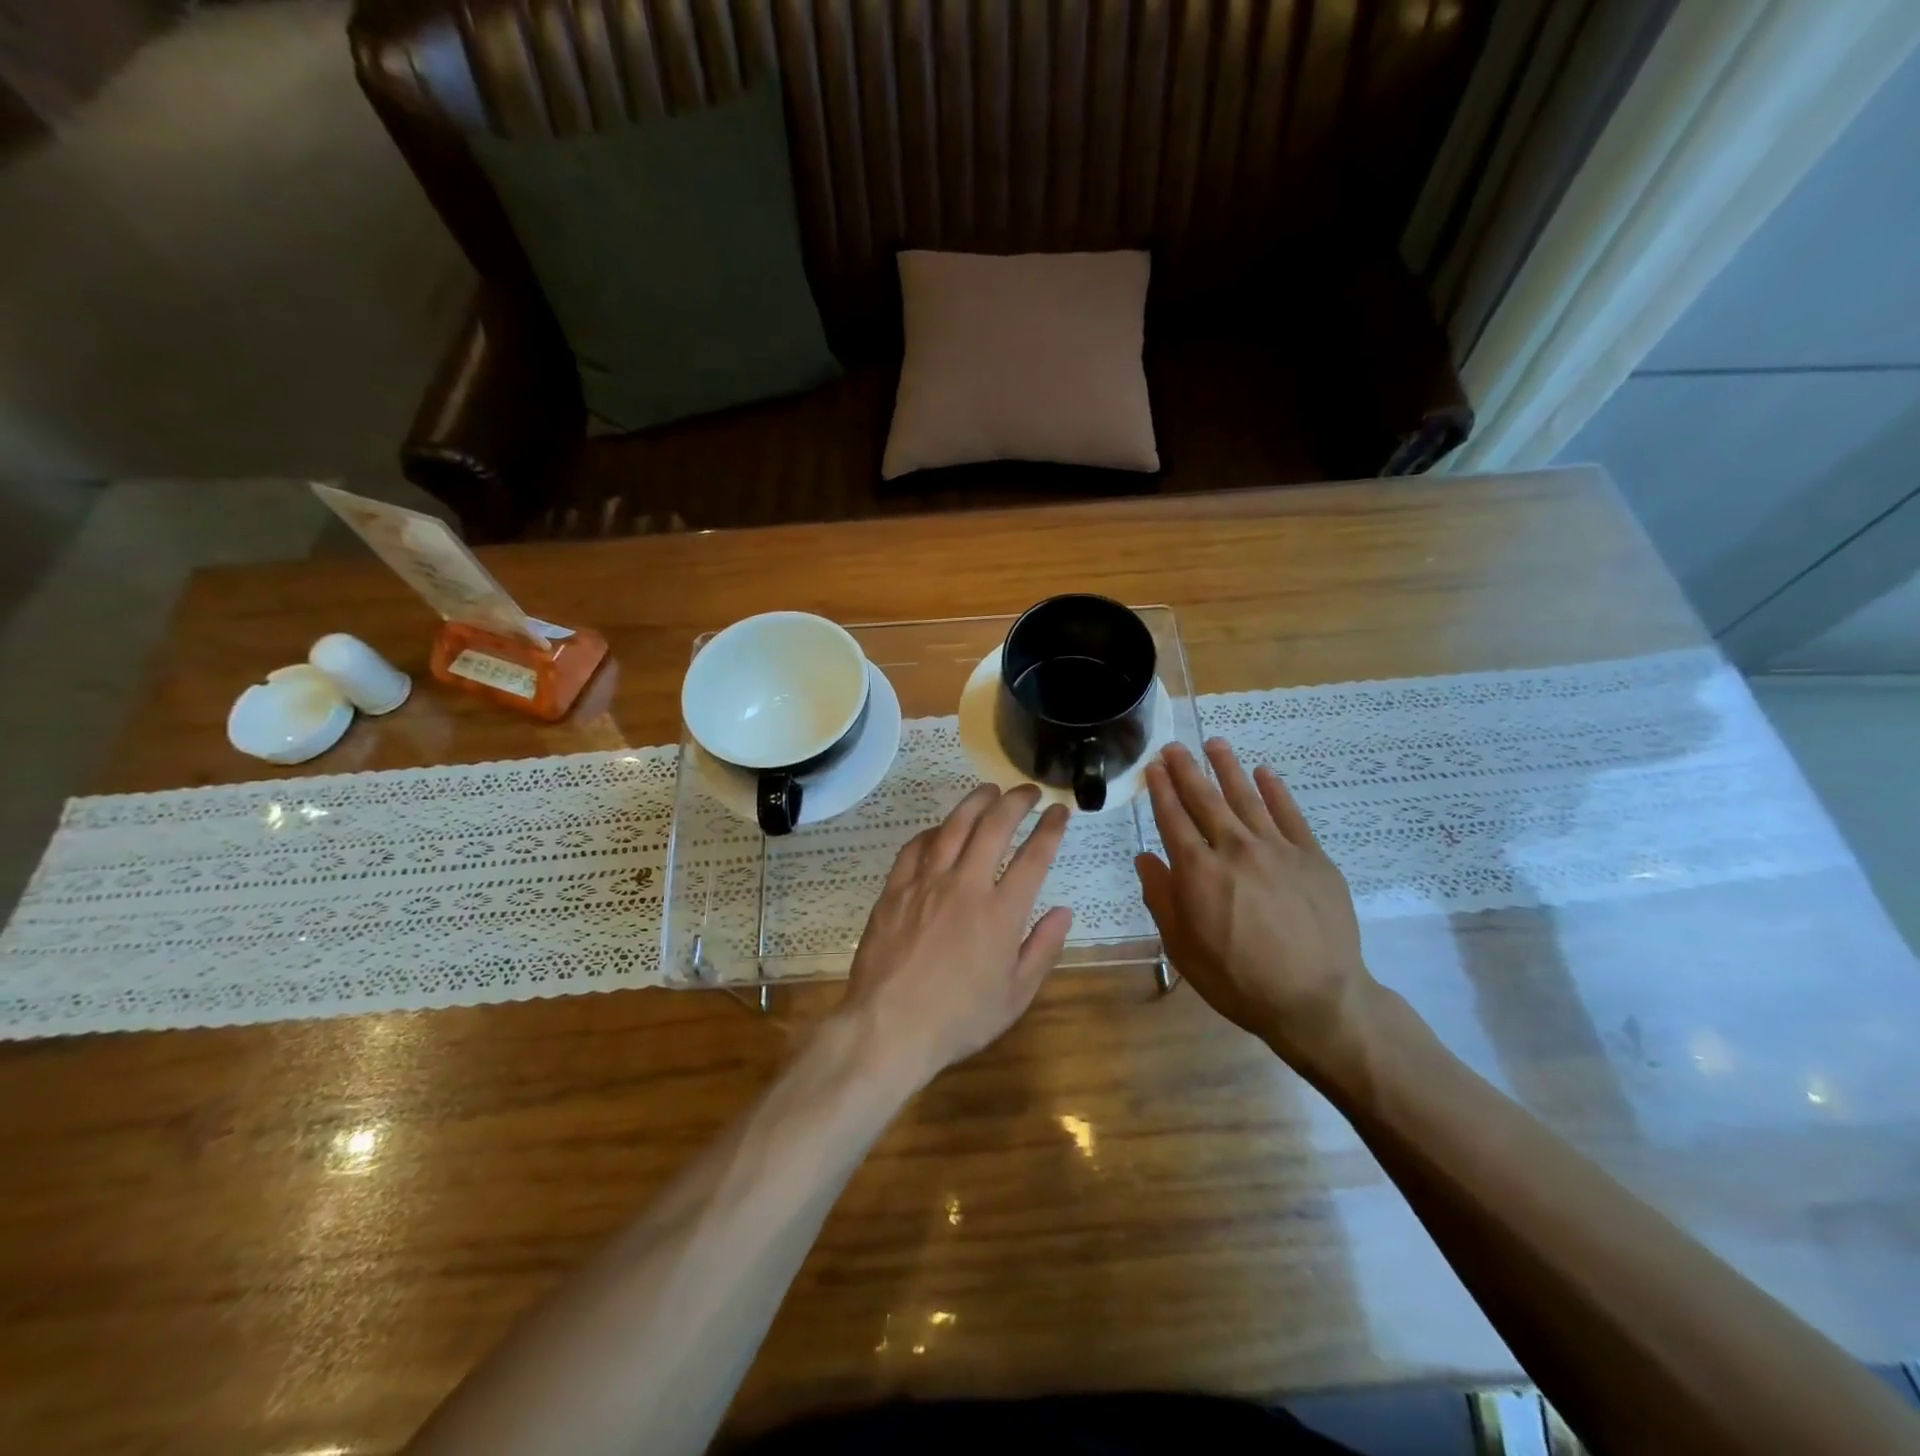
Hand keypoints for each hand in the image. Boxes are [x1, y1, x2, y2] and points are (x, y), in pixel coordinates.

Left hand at [839, 784, 1073, 1085]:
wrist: (888, 1027)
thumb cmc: (959, 1019)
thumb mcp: (1015, 995)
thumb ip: (1042, 949)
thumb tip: (1063, 911)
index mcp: (1001, 913)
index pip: (1034, 856)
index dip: (1050, 828)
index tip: (1059, 810)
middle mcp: (966, 886)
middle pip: (994, 826)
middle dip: (1016, 802)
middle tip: (1028, 791)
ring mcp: (926, 883)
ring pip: (953, 826)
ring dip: (975, 802)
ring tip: (989, 791)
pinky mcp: (896, 889)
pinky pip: (915, 847)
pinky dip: (933, 831)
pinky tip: (940, 829)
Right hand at [1136, 740, 1377, 1076]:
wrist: (1317, 999)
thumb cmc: (1238, 980)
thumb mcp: (1183, 948)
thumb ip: (1161, 897)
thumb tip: (1145, 858)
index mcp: (1198, 871)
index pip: (1173, 818)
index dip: (1161, 790)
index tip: (1153, 767)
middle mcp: (1234, 848)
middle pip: (1206, 799)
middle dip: (1187, 770)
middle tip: (1174, 747)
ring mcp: (1277, 848)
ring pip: (1246, 796)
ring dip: (1228, 767)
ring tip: (1215, 744)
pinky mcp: (1312, 856)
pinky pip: (1290, 813)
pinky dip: (1275, 790)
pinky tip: (1264, 773)